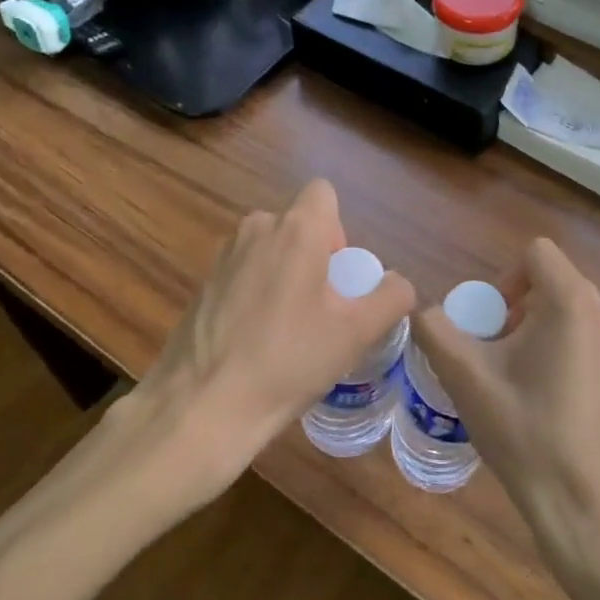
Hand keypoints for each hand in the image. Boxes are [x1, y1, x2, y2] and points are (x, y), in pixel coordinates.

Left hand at [128, 179, 413, 497]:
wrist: (202, 407)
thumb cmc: (288, 361)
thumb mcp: (356, 333)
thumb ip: (391, 298)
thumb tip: (397, 283)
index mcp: (296, 229)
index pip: (323, 192)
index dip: (338, 228)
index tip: (337, 274)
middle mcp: (256, 229)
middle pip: (297, 225)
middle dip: (314, 257)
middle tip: (321, 310)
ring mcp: (223, 256)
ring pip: (269, 250)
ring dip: (285, 275)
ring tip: (289, 331)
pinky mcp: (202, 285)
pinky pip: (243, 274)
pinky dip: (256, 295)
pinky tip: (255, 343)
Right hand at [413, 238, 599, 568]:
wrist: (586, 506)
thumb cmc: (526, 432)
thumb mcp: (466, 378)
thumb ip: (435, 330)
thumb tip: (422, 310)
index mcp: (572, 301)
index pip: (536, 253)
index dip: (504, 279)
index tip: (489, 323)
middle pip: (551, 282)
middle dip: (516, 308)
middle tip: (494, 354)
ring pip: (569, 312)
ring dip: (537, 331)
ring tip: (516, 379)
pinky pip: (587, 339)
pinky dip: (562, 351)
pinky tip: (547, 400)